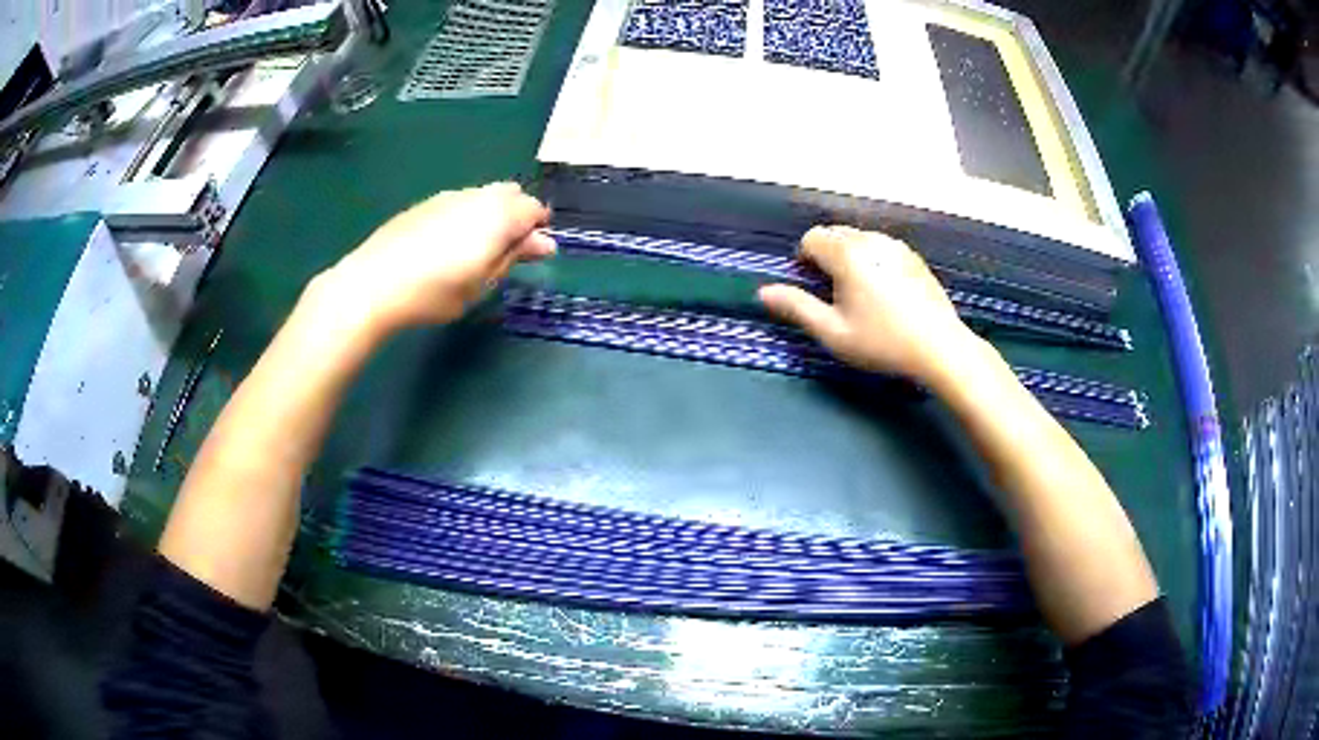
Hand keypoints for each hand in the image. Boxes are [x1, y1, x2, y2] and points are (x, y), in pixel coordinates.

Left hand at [315, 182, 554, 335]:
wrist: (373, 284)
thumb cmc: (434, 292)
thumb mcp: (481, 283)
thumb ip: (514, 257)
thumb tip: (545, 243)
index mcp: (498, 215)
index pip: (534, 209)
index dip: (538, 230)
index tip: (530, 255)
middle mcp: (477, 196)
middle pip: (511, 194)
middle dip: (516, 216)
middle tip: (504, 252)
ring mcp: (448, 196)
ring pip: (483, 196)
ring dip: (490, 215)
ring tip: (474, 251)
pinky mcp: (425, 204)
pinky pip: (459, 202)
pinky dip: (465, 216)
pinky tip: (446, 245)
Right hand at [758, 225, 982, 387]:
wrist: (940, 347)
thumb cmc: (882, 342)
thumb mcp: (833, 332)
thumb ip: (797, 308)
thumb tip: (763, 292)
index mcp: (847, 254)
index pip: (812, 238)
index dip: (804, 260)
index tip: (812, 288)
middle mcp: (871, 240)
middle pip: (835, 234)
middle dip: (827, 256)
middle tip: (834, 294)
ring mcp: (896, 245)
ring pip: (860, 239)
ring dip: (850, 257)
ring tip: (859, 293)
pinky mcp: (913, 257)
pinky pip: (881, 247)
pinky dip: (873, 260)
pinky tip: (884, 292)